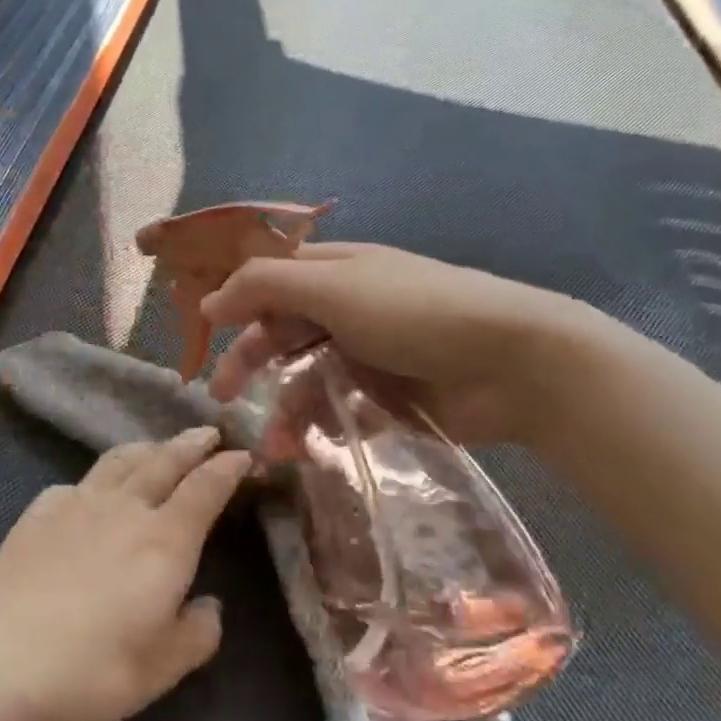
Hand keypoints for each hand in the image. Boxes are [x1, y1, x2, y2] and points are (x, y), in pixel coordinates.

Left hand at [0, 429, 249, 720]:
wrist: (1, 657)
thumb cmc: (90, 669)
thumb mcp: (159, 670)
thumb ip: (196, 635)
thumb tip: (209, 606)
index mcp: (164, 541)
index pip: (204, 490)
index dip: (226, 468)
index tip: (242, 455)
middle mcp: (126, 508)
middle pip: (165, 461)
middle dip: (191, 444)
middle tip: (208, 432)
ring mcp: (79, 501)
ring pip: (122, 460)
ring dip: (148, 448)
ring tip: (159, 446)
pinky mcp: (42, 508)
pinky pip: (81, 481)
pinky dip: (101, 476)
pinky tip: (96, 489)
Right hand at [200, 243, 609, 445]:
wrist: (515, 363)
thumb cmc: (414, 312)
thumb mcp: (332, 286)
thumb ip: (264, 286)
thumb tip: (209, 303)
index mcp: (333, 270)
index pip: (269, 280)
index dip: (235, 302)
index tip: (205, 335)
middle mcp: (345, 307)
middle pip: (281, 331)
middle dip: (249, 362)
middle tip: (222, 397)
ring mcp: (367, 354)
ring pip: (306, 378)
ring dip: (284, 410)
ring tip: (273, 449)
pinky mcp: (388, 397)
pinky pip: (339, 410)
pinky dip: (319, 428)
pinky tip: (307, 450)